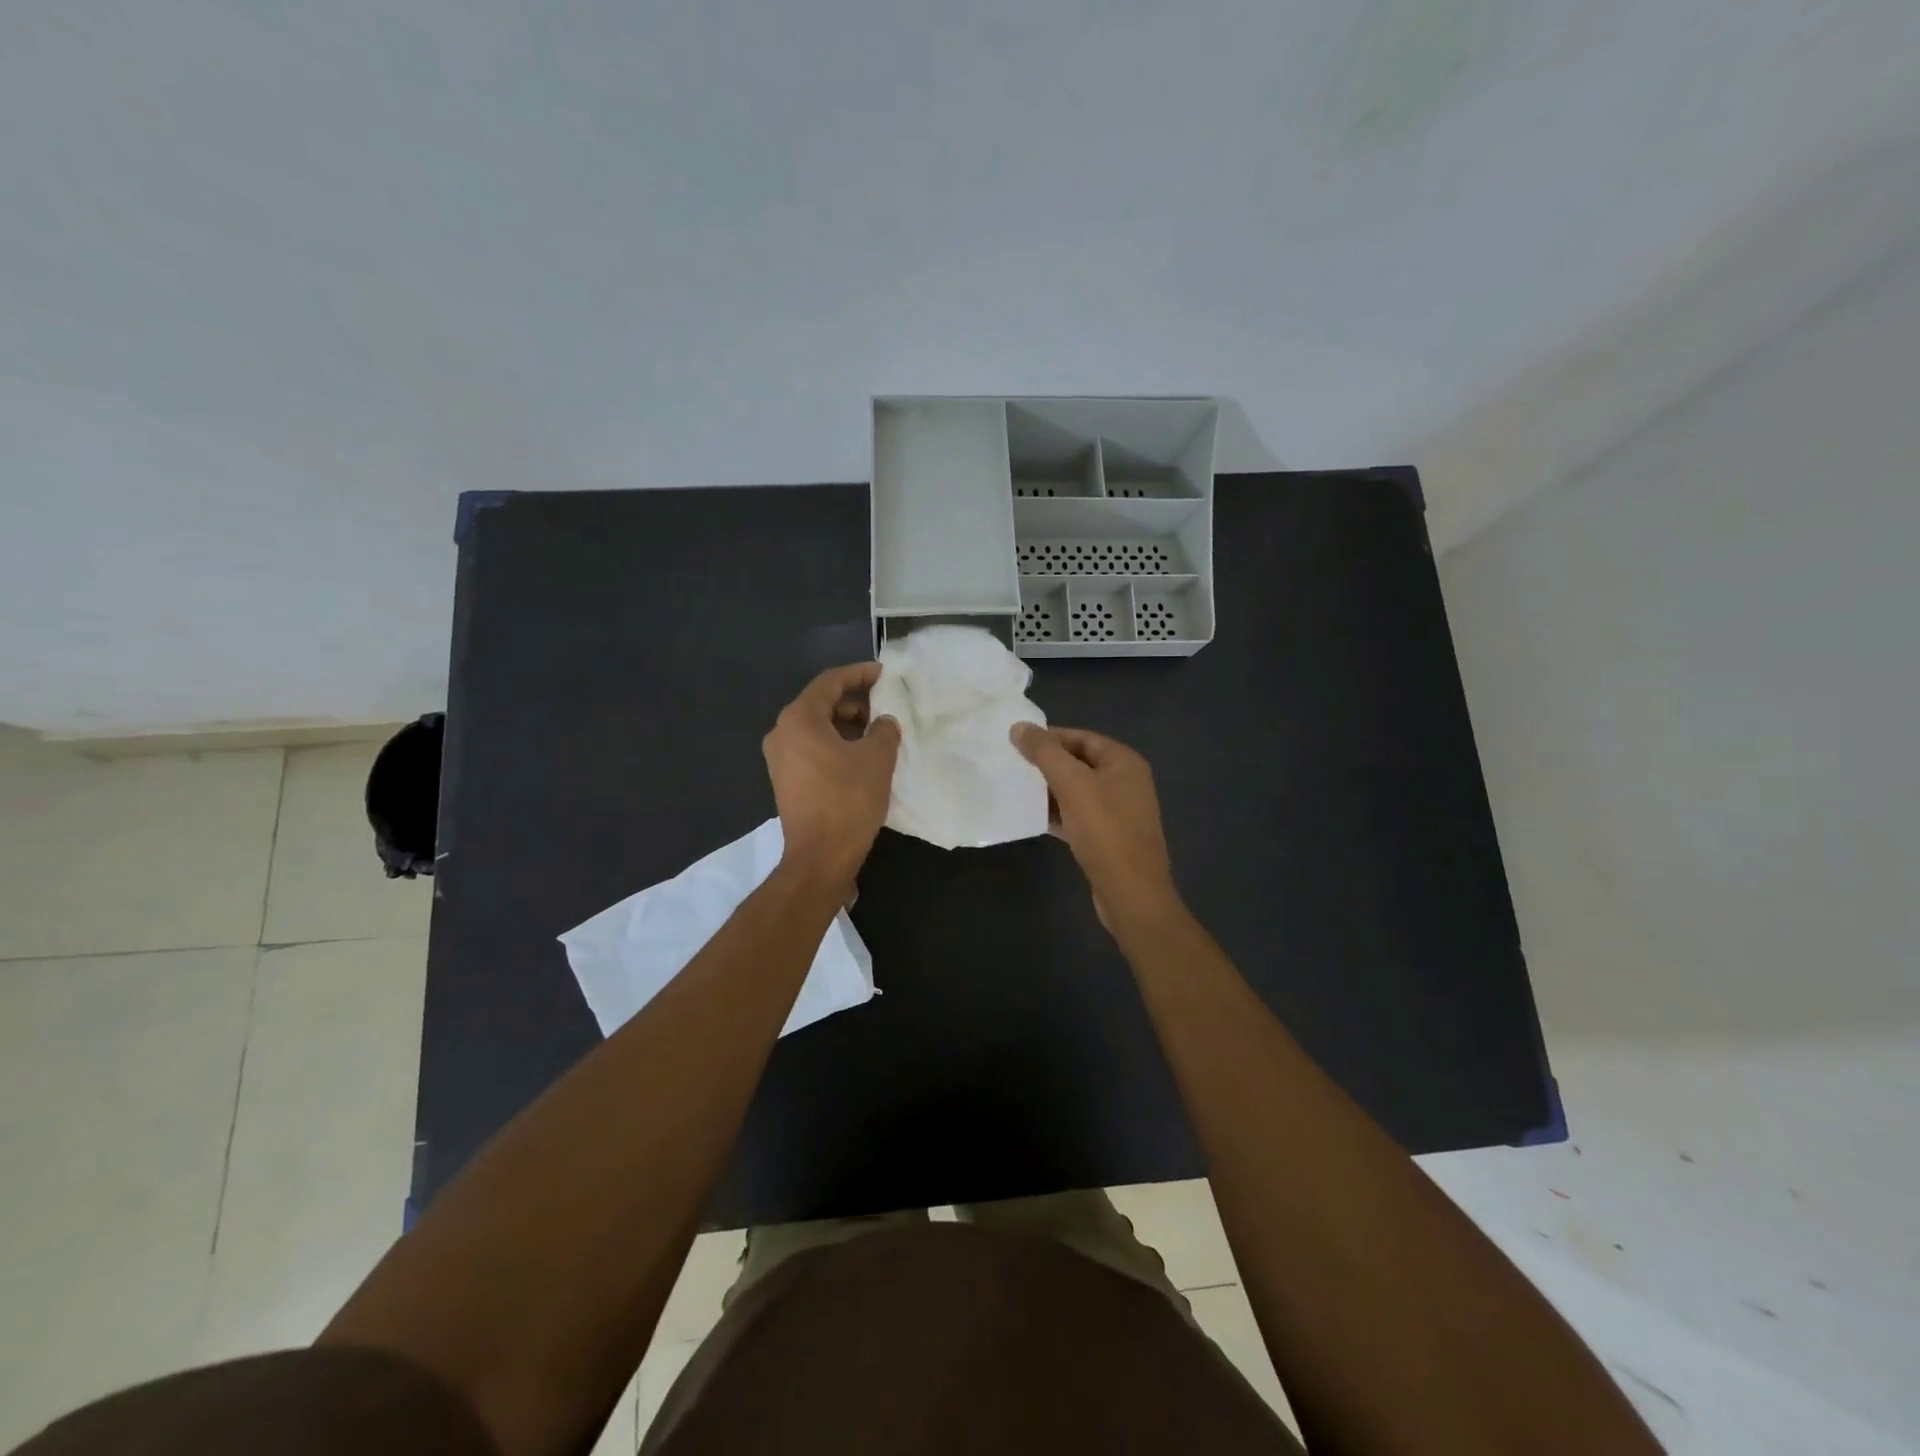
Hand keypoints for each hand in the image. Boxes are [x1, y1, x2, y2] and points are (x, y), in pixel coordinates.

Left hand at [764, 663, 900, 890]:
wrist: (820, 857)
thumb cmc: (848, 800)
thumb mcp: (877, 758)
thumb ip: (884, 729)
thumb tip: (883, 723)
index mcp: (799, 719)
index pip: (830, 682)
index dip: (859, 674)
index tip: (883, 673)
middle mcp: (782, 732)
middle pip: (821, 703)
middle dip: (855, 702)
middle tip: (885, 707)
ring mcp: (780, 758)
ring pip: (817, 728)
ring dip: (847, 726)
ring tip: (878, 734)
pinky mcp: (786, 780)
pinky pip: (812, 748)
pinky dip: (836, 745)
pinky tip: (861, 757)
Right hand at [1010, 723, 1181, 929]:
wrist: (1130, 892)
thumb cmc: (1105, 830)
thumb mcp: (1072, 784)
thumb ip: (1045, 752)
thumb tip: (1019, 727)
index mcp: (1124, 762)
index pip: (1083, 737)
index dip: (1051, 737)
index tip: (1018, 742)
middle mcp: (1126, 783)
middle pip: (1080, 763)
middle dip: (1048, 764)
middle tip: (1013, 765)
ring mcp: (1119, 812)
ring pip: (1078, 792)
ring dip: (1050, 790)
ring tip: (1017, 788)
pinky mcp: (1109, 838)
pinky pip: (1079, 816)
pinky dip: (1058, 814)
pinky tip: (1033, 817)